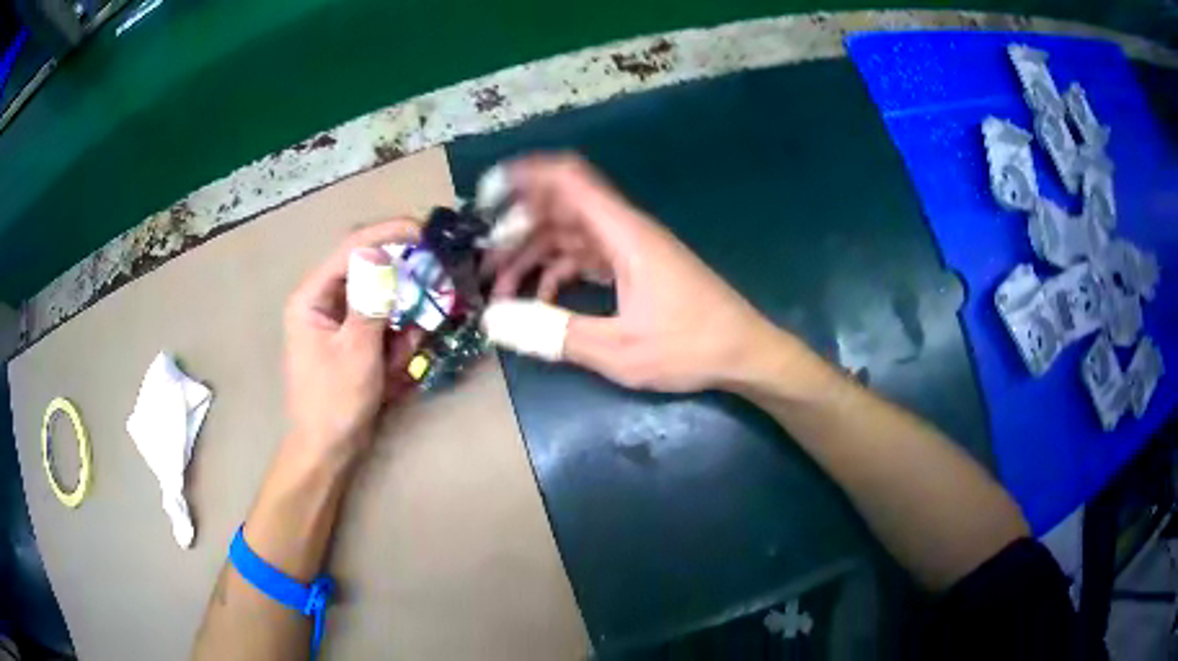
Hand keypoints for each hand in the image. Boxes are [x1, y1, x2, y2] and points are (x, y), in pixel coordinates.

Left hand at [283, 221, 421, 466]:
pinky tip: (395, 365)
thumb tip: (385, 257)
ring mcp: (339, 318)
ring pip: (381, 297)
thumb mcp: (356, 350)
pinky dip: (396, 337)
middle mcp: (324, 299)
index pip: (352, 248)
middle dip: (402, 283)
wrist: (327, 449)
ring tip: (401, 354)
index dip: (388, 234)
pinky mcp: (353, 336)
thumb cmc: (334, 402)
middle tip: (432, 292)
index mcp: (312, 296)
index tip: (425, 234)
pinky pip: (382, 321)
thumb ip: (372, 300)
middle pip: (369, 269)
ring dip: (400, 319)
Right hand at [485, 154, 783, 392]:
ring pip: (568, 235)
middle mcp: (624, 231)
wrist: (745, 353)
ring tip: (501, 288)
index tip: (485, 195)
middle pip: (559, 209)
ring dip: (533, 255)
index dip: (525, 176)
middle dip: (516, 229)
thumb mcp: (619, 349)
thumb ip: (555, 334)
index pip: (569, 179)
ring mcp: (630, 249)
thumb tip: (494, 322)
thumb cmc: (691, 346)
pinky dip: (557, 271)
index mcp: (623, 234)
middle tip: (483, 263)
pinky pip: (585, 257)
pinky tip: (541, 300)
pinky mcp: (634, 268)